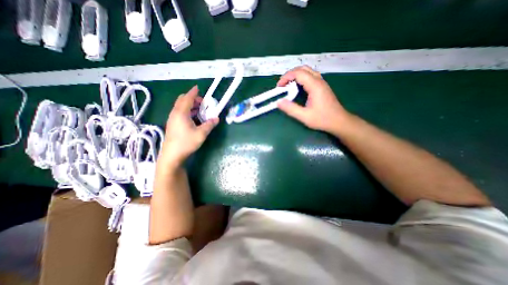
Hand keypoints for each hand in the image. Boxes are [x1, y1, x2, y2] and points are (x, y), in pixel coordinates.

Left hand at [160, 85, 218, 167]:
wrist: (172, 155)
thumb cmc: (186, 143)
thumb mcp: (201, 133)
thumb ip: (209, 124)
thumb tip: (217, 118)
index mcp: (181, 113)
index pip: (187, 98)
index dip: (193, 92)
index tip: (198, 87)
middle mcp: (175, 113)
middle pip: (182, 101)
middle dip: (193, 99)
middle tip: (203, 103)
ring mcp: (172, 119)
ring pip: (181, 107)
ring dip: (190, 105)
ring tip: (201, 110)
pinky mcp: (173, 124)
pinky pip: (180, 113)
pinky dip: (188, 111)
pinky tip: (194, 118)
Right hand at [277, 66, 351, 134]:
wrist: (339, 121)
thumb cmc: (323, 119)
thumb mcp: (304, 116)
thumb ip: (291, 109)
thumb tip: (279, 102)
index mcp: (315, 86)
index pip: (298, 73)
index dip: (286, 77)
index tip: (279, 87)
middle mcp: (319, 81)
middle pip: (303, 69)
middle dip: (290, 74)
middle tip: (282, 85)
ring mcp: (322, 83)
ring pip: (307, 71)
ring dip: (296, 75)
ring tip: (288, 86)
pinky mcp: (322, 86)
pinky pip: (310, 76)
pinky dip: (301, 79)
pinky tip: (297, 88)